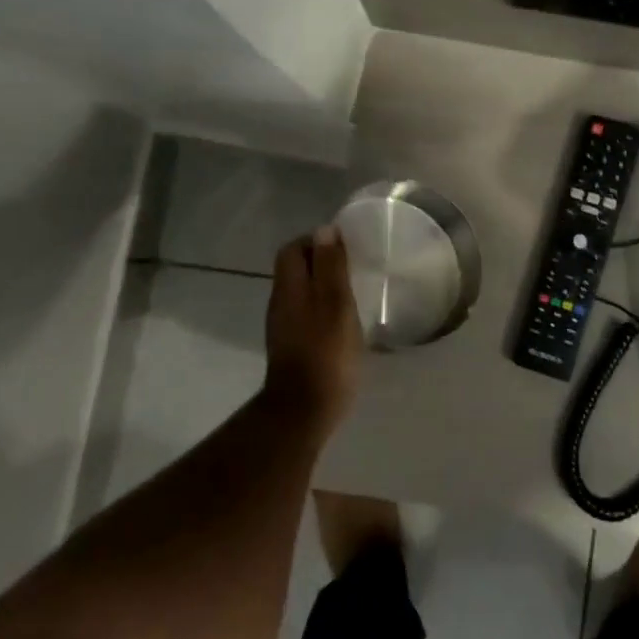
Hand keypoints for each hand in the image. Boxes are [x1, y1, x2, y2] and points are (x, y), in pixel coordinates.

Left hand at [262, 226, 362, 427]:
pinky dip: (326, 308)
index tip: (346, 245)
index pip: (293, 249)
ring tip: (357, 289)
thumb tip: (325, 229)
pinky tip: (348, 319)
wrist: (306, 410)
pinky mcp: (295, 346)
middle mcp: (281, 303)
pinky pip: (309, 314)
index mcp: (289, 288)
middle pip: (296, 269)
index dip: (316, 240)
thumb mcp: (335, 303)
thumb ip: (330, 266)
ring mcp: (286, 327)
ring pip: (303, 292)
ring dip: (326, 285)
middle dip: (323, 261)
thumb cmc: (326, 351)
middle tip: (356, 265)